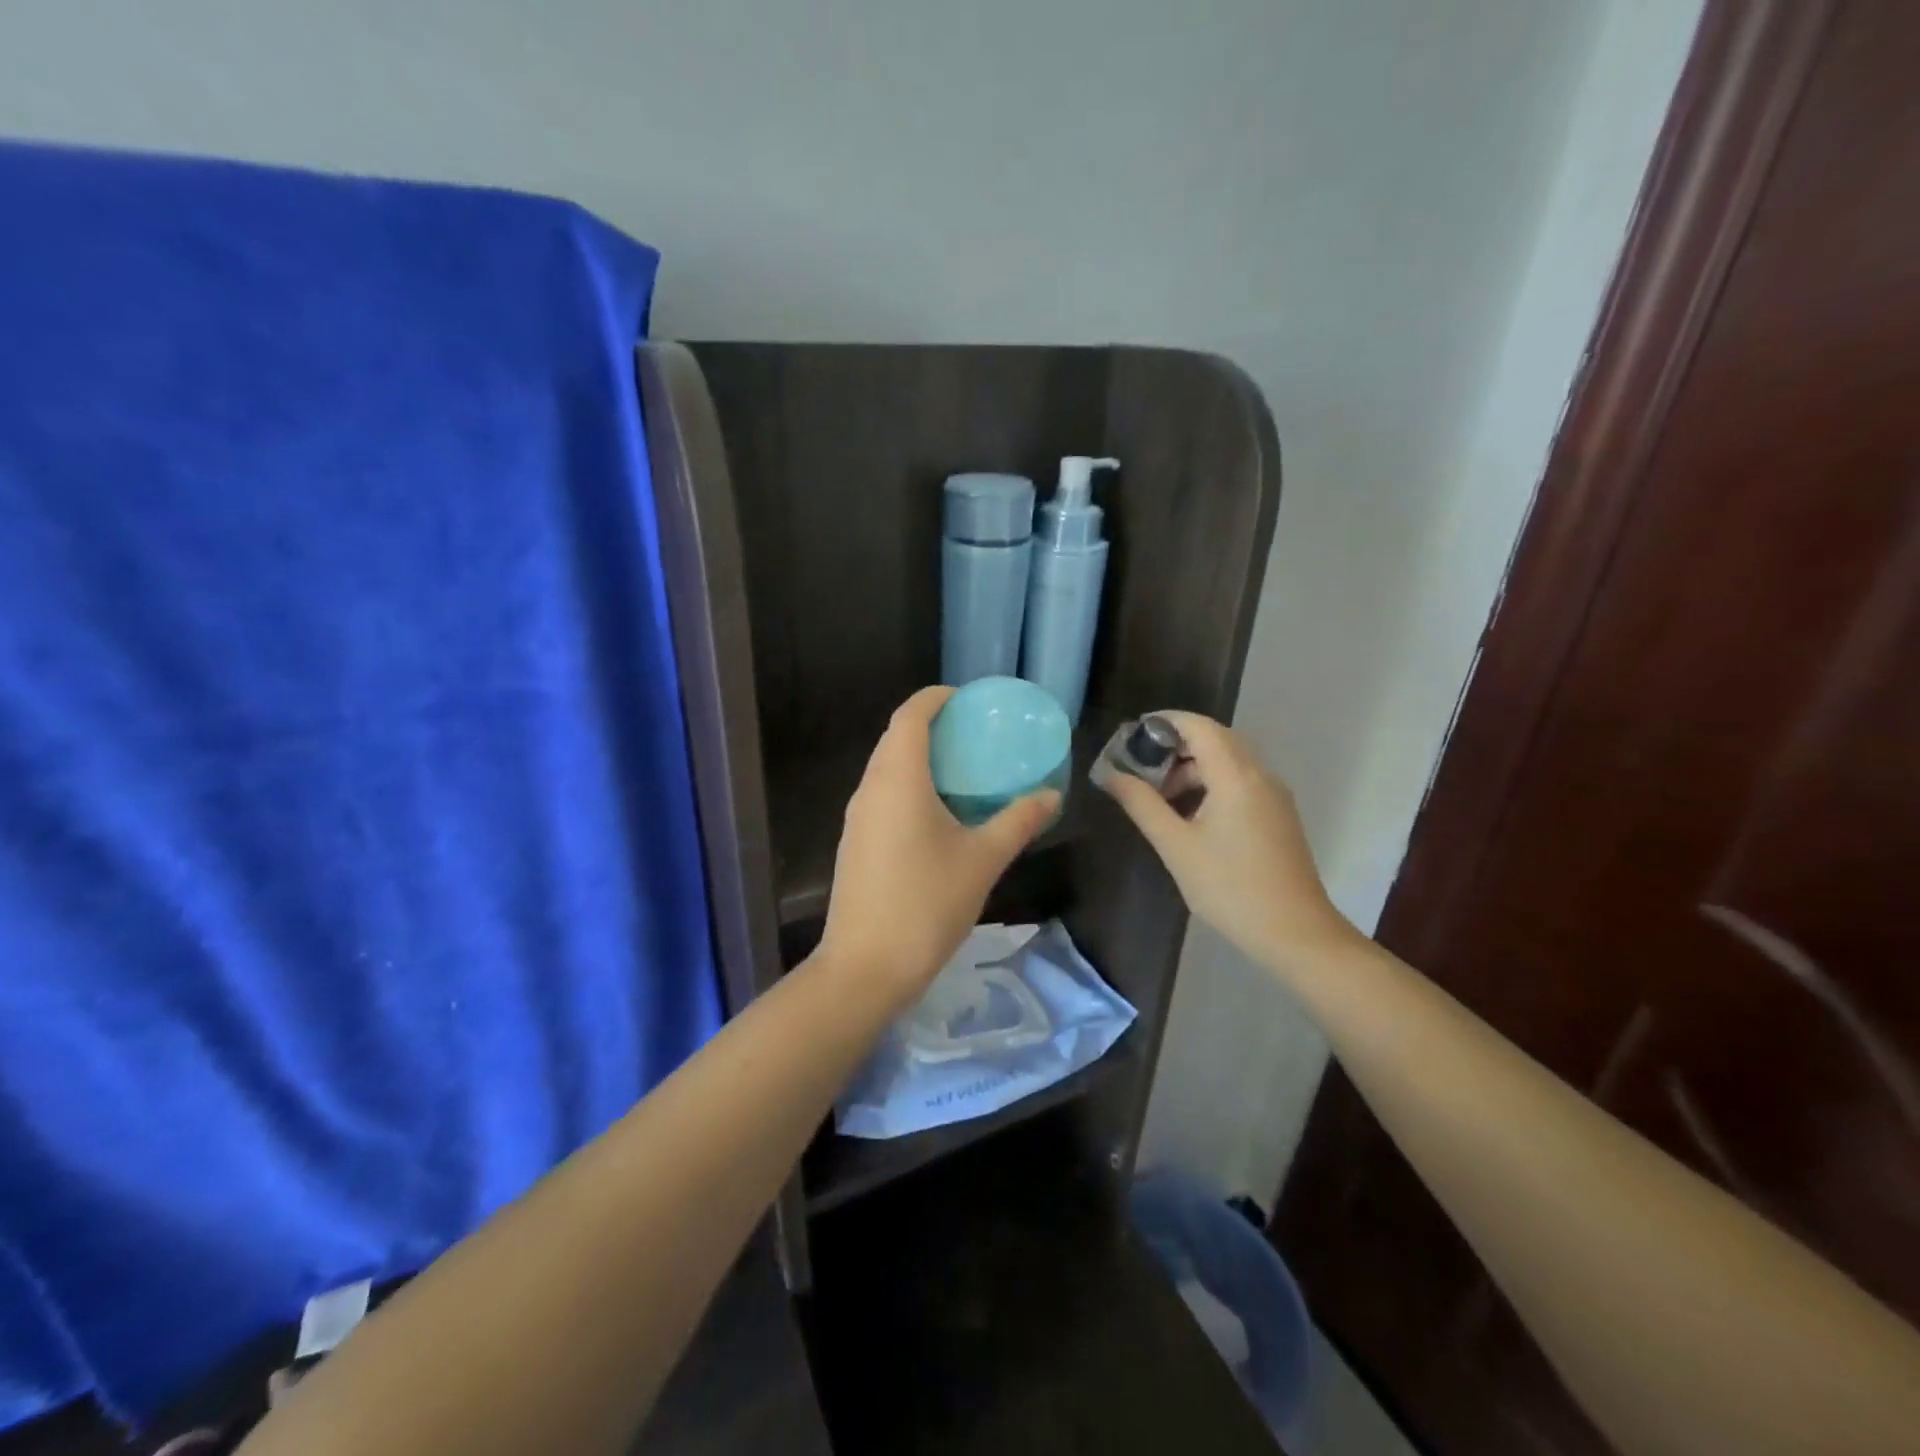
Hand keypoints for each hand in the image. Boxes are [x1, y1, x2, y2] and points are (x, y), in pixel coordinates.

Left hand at [818, 687, 1058, 1005]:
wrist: (865, 967)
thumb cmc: (927, 904)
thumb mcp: (983, 860)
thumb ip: (1018, 821)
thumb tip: (1050, 795)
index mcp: (898, 779)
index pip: (911, 715)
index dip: (937, 698)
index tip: (969, 700)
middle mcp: (870, 788)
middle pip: (896, 737)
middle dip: (932, 726)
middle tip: (975, 734)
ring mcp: (856, 817)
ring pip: (886, 768)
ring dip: (919, 758)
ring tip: (962, 770)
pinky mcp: (854, 842)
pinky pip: (881, 795)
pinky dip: (908, 786)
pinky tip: (937, 813)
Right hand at [1096, 711, 1356, 970]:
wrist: (1295, 933)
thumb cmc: (1229, 888)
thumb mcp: (1176, 846)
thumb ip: (1141, 804)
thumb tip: (1109, 774)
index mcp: (1236, 776)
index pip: (1198, 726)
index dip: (1163, 722)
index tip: (1130, 736)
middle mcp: (1260, 775)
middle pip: (1214, 739)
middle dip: (1174, 746)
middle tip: (1139, 768)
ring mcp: (1274, 795)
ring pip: (1228, 761)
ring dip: (1192, 768)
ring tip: (1160, 798)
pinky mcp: (1278, 814)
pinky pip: (1241, 781)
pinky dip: (1211, 783)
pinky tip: (1190, 815)